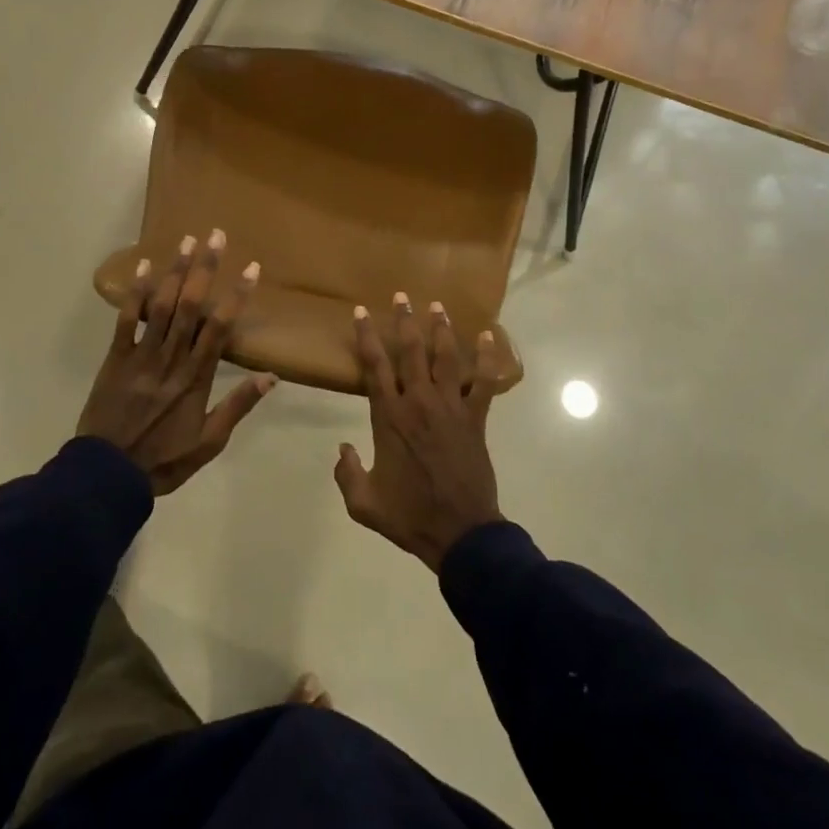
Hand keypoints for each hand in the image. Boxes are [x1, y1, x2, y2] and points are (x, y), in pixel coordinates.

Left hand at [79, 229, 274, 494]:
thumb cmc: (163, 460)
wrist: (106, 476)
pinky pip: (126, 321)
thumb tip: (271, 376)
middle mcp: (171, 359)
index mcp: (196, 378)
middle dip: (205, 268)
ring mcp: (141, 356)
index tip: (250, 268)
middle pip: (191, 306)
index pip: (220, 328)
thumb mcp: (209, 442)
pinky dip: (133, 294)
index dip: (236, 296)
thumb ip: (238, 406)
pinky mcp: (115, 358)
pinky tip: (142, 266)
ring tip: (187, 240)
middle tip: (215, 236)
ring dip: (175, 272)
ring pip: (161, 306)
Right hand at [334, 293, 511, 571]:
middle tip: (401, 296)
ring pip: (444, 358)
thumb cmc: (410, 516)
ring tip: (437, 305)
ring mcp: (450, 407)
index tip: (361, 311)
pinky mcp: (475, 418)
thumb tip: (341, 448)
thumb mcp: (363, 504)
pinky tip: (487, 335)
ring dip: (440, 329)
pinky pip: (483, 382)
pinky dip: (486, 358)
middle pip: (410, 351)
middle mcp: (418, 402)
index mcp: (389, 417)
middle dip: (404, 321)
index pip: (374, 366)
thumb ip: (346, 474)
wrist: (460, 533)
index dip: (366, 336)